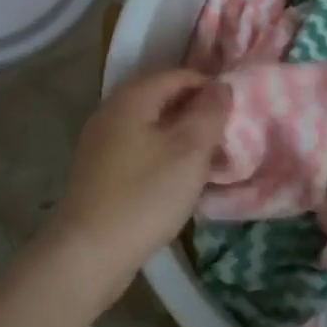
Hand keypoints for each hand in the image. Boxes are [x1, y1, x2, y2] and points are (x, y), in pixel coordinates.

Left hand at [44, 69, 228, 306]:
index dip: (209, 86)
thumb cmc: (145, 195)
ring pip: (150, 126)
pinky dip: (162, 154)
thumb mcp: (189, 151)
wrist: (90, 251)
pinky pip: (138, 149)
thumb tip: (221, 86)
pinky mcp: (99, 170)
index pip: (176, 75)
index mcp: (131, 98)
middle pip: (161, 98)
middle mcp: (111, 111)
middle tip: (226, 133)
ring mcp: (101, 142)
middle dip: (195, 111)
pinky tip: (178, 177)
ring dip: (180, 135)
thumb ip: (209, 114)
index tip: (236, 108)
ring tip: (208, 156)